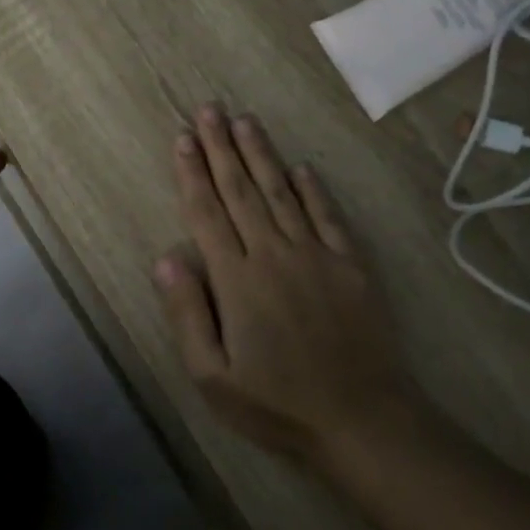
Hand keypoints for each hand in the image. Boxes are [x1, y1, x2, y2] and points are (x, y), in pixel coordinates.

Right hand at [154, 106, 418, 464]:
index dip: (193, 173)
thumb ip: (187, 313)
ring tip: (245, 120)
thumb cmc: (277, 404)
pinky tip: (301, 167)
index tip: (183, 138)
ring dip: (261, 154)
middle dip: (222, 147)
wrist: (362, 420)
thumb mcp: (213, 377)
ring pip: (282, 192)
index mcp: (237, 279)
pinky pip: (328, 216)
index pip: (207, 213)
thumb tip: (166, 257)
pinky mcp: (350, 265)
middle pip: (241, 191)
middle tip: (210, 109)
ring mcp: (316, 256)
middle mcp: (274, 254)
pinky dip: (313, 189)